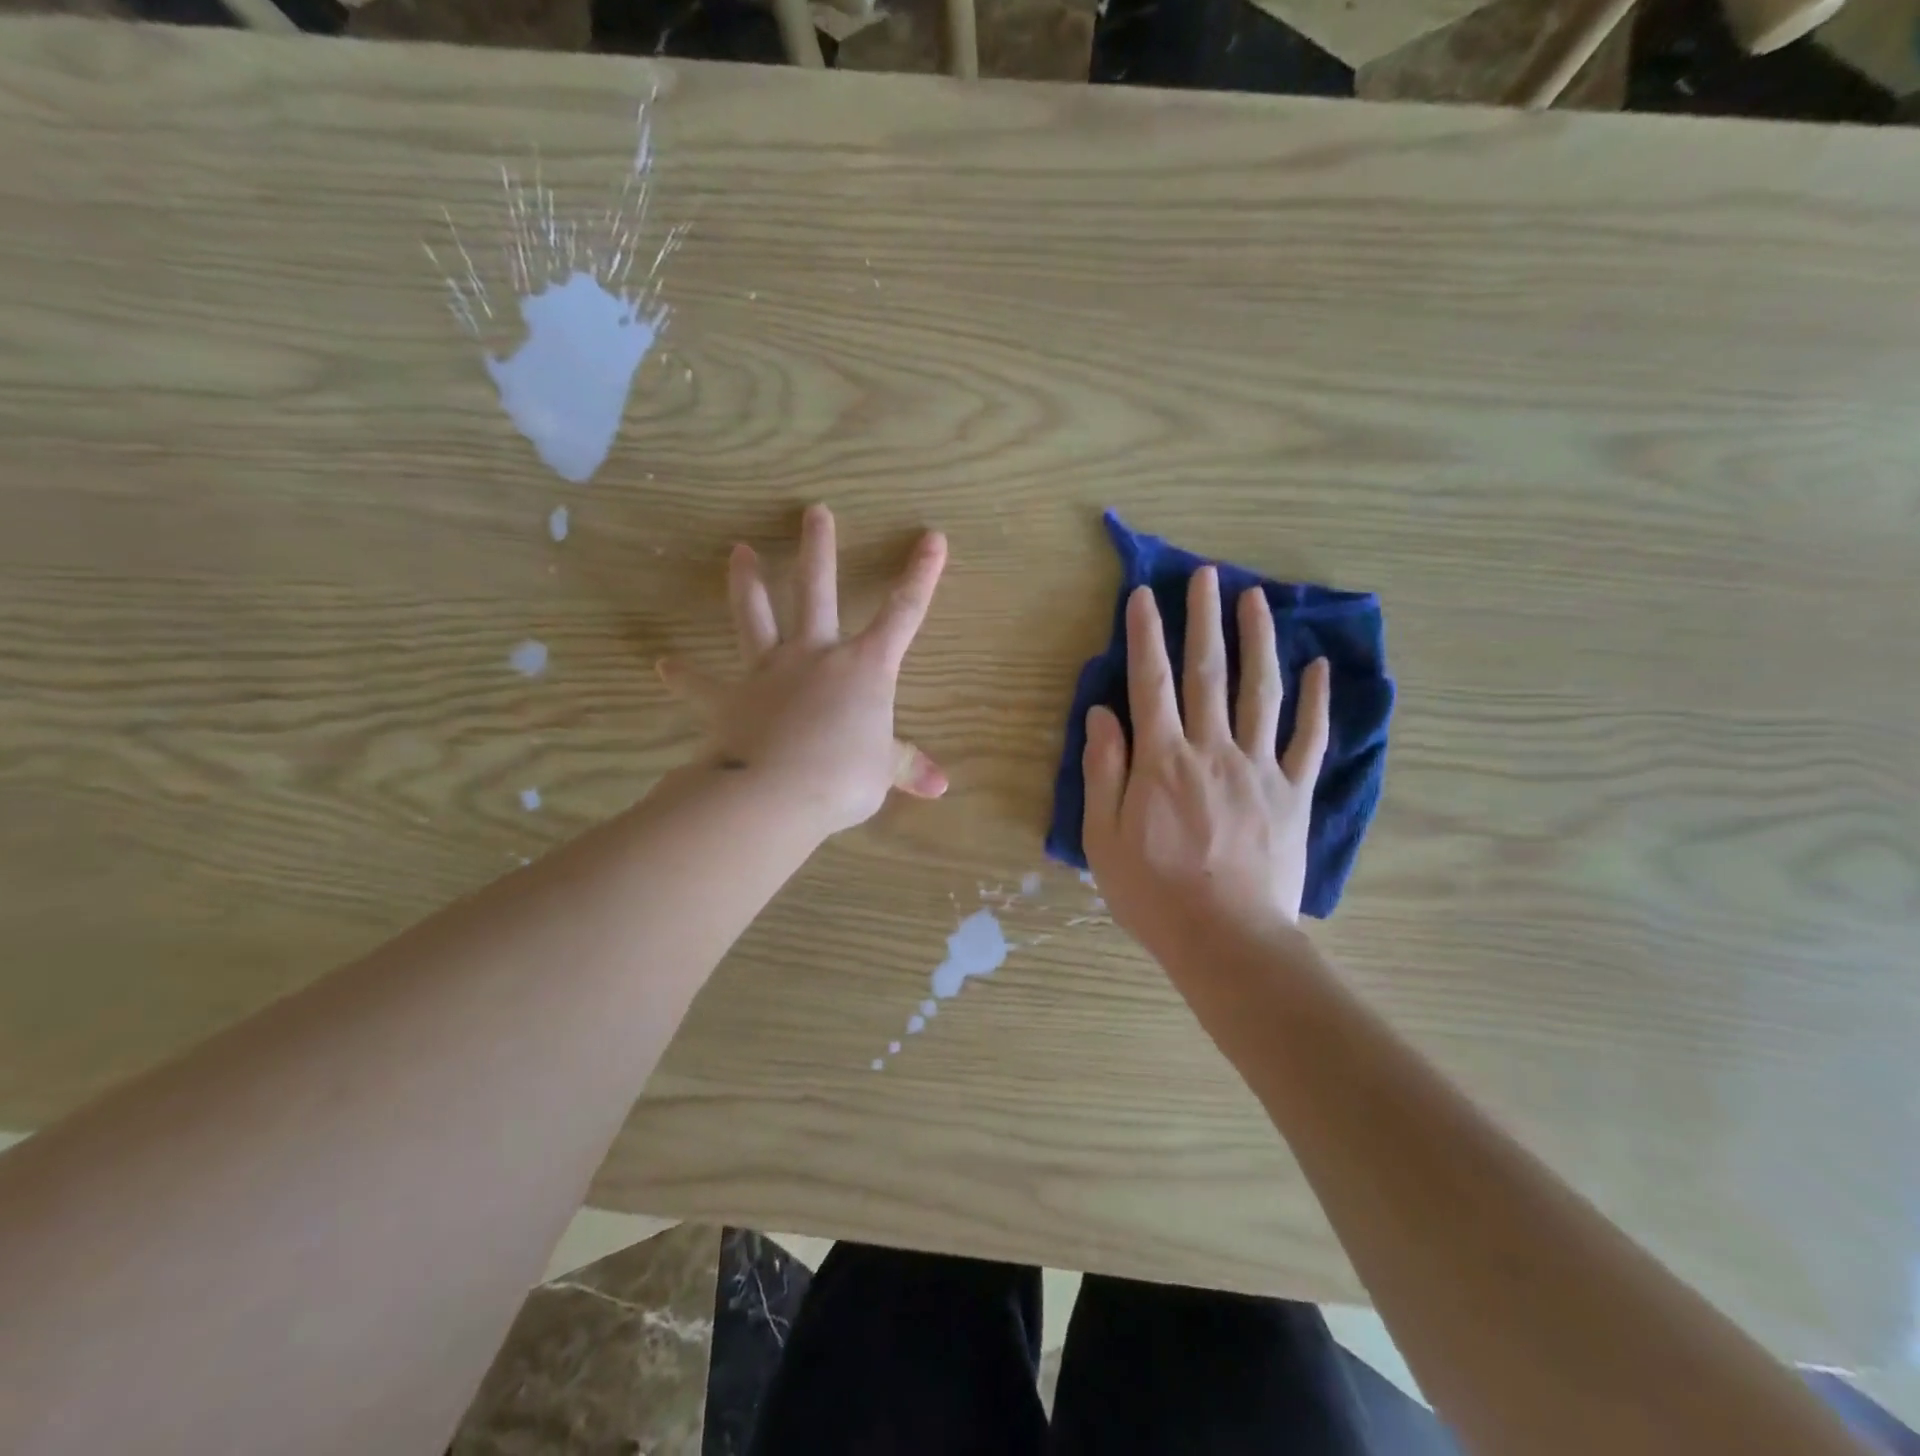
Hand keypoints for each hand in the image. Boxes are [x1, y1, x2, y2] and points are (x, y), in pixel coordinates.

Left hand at [657, 504, 948, 835]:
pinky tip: (664, 666)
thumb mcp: (882, 772)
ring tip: (737, 551)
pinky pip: (703, 686)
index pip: (904, 613)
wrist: (775, 793)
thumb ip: (906, 768)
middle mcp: (815, 655)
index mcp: (864, 667)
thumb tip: (941, 787)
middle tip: (813, 512)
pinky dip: (685, 677)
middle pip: (816, 591)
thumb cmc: (842, 777)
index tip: (933, 538)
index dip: (921, 576)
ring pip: (755, 617)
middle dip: (818, 550)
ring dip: (746, 583)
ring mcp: (768, 672)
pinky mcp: (730, 699)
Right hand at [1082, 568, 1329, 971]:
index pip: (1150, 681)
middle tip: (1205, 575)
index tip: (1145, 594)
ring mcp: (1260, 767)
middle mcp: (1212, 749)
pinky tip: (1318, 667)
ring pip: (1261, 690)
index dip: (1146, 634)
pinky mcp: (1294, 792)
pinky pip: (1309, 738)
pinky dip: (1316, 700)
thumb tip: (1102, 713)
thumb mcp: (1104, 836)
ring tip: (1256, 598)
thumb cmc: (1153, 892)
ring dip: (1258, 640)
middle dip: (1204, 619)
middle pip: (1208, 672)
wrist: (1227, 940)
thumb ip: (1103, 770)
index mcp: (1161, 759)